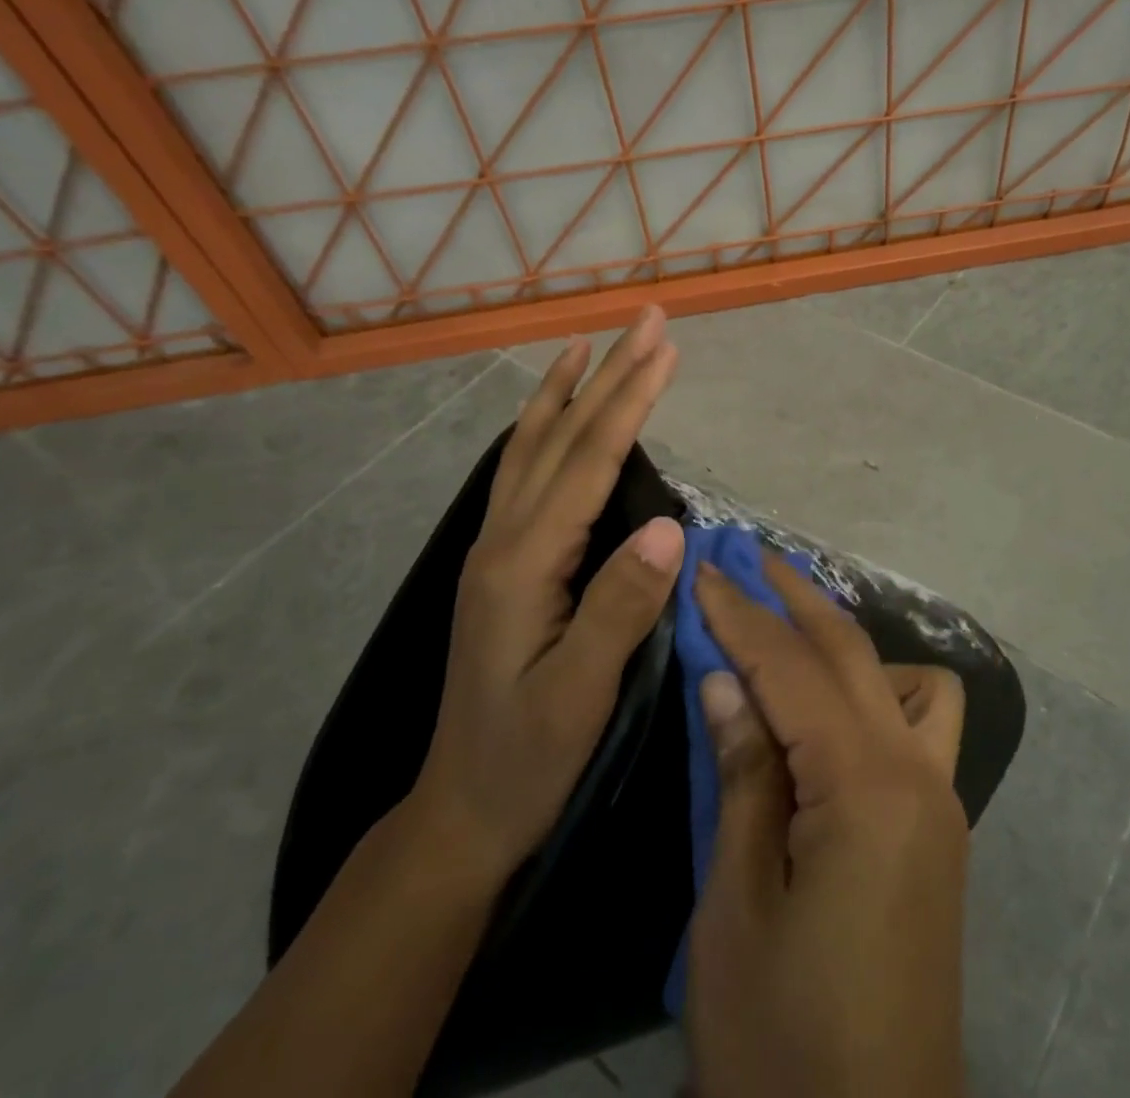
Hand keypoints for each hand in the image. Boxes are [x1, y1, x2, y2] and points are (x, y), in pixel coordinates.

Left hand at [411, 308, 683, 875]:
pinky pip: (523, 474)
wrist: (462, 809)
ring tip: (588, 343)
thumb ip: (619, 607)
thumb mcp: (580, 695)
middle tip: (646, 320)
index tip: (665, 348)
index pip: (589, 461)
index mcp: (524, 564)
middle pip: (562, 438)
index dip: (630, 400)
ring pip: (533, 447)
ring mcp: (497, 548)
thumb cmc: (528, 757)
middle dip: (608, 373)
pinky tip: (552, 417)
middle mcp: (504, 540)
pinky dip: (542, 429)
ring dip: (568, 390)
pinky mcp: (503, 562)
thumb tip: (668, 526)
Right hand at [687, 553, 969, 1097]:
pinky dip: (878, 694)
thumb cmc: (783, 1037)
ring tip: (789, 637)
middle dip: (798, 597)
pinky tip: (834, 717)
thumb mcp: (736, 907)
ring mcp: (941, 800)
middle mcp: (919, 773)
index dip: (742, 615)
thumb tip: (726, 680)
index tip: (705, 568)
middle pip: (854, 652)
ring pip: (906, 680)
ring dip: (847, 644)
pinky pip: (920, 726)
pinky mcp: (943, 830)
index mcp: (866, 786)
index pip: (792, 668)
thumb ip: (743, 777)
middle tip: (750, 555)